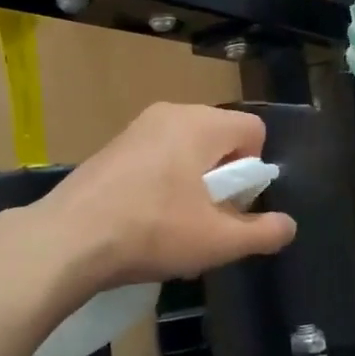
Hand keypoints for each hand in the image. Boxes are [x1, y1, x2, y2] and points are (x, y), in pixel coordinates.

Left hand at [39, 104, 297, 291]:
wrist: (66, 241)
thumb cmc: (151, 232)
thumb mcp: (217, 241)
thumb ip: (262, 233)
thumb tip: (287, 226)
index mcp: (199, 124)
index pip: (253, 130)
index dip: (254, 170)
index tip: (234, 206)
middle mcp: (169, 113)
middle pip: (219, 138)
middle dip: (223, 177)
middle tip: (206, 218)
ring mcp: (136, 128)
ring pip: (186, 148)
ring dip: (193, 182)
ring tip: (175, 224)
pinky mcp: (112, 147)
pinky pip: (157, 156)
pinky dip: (163, 181)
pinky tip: (145, 219)